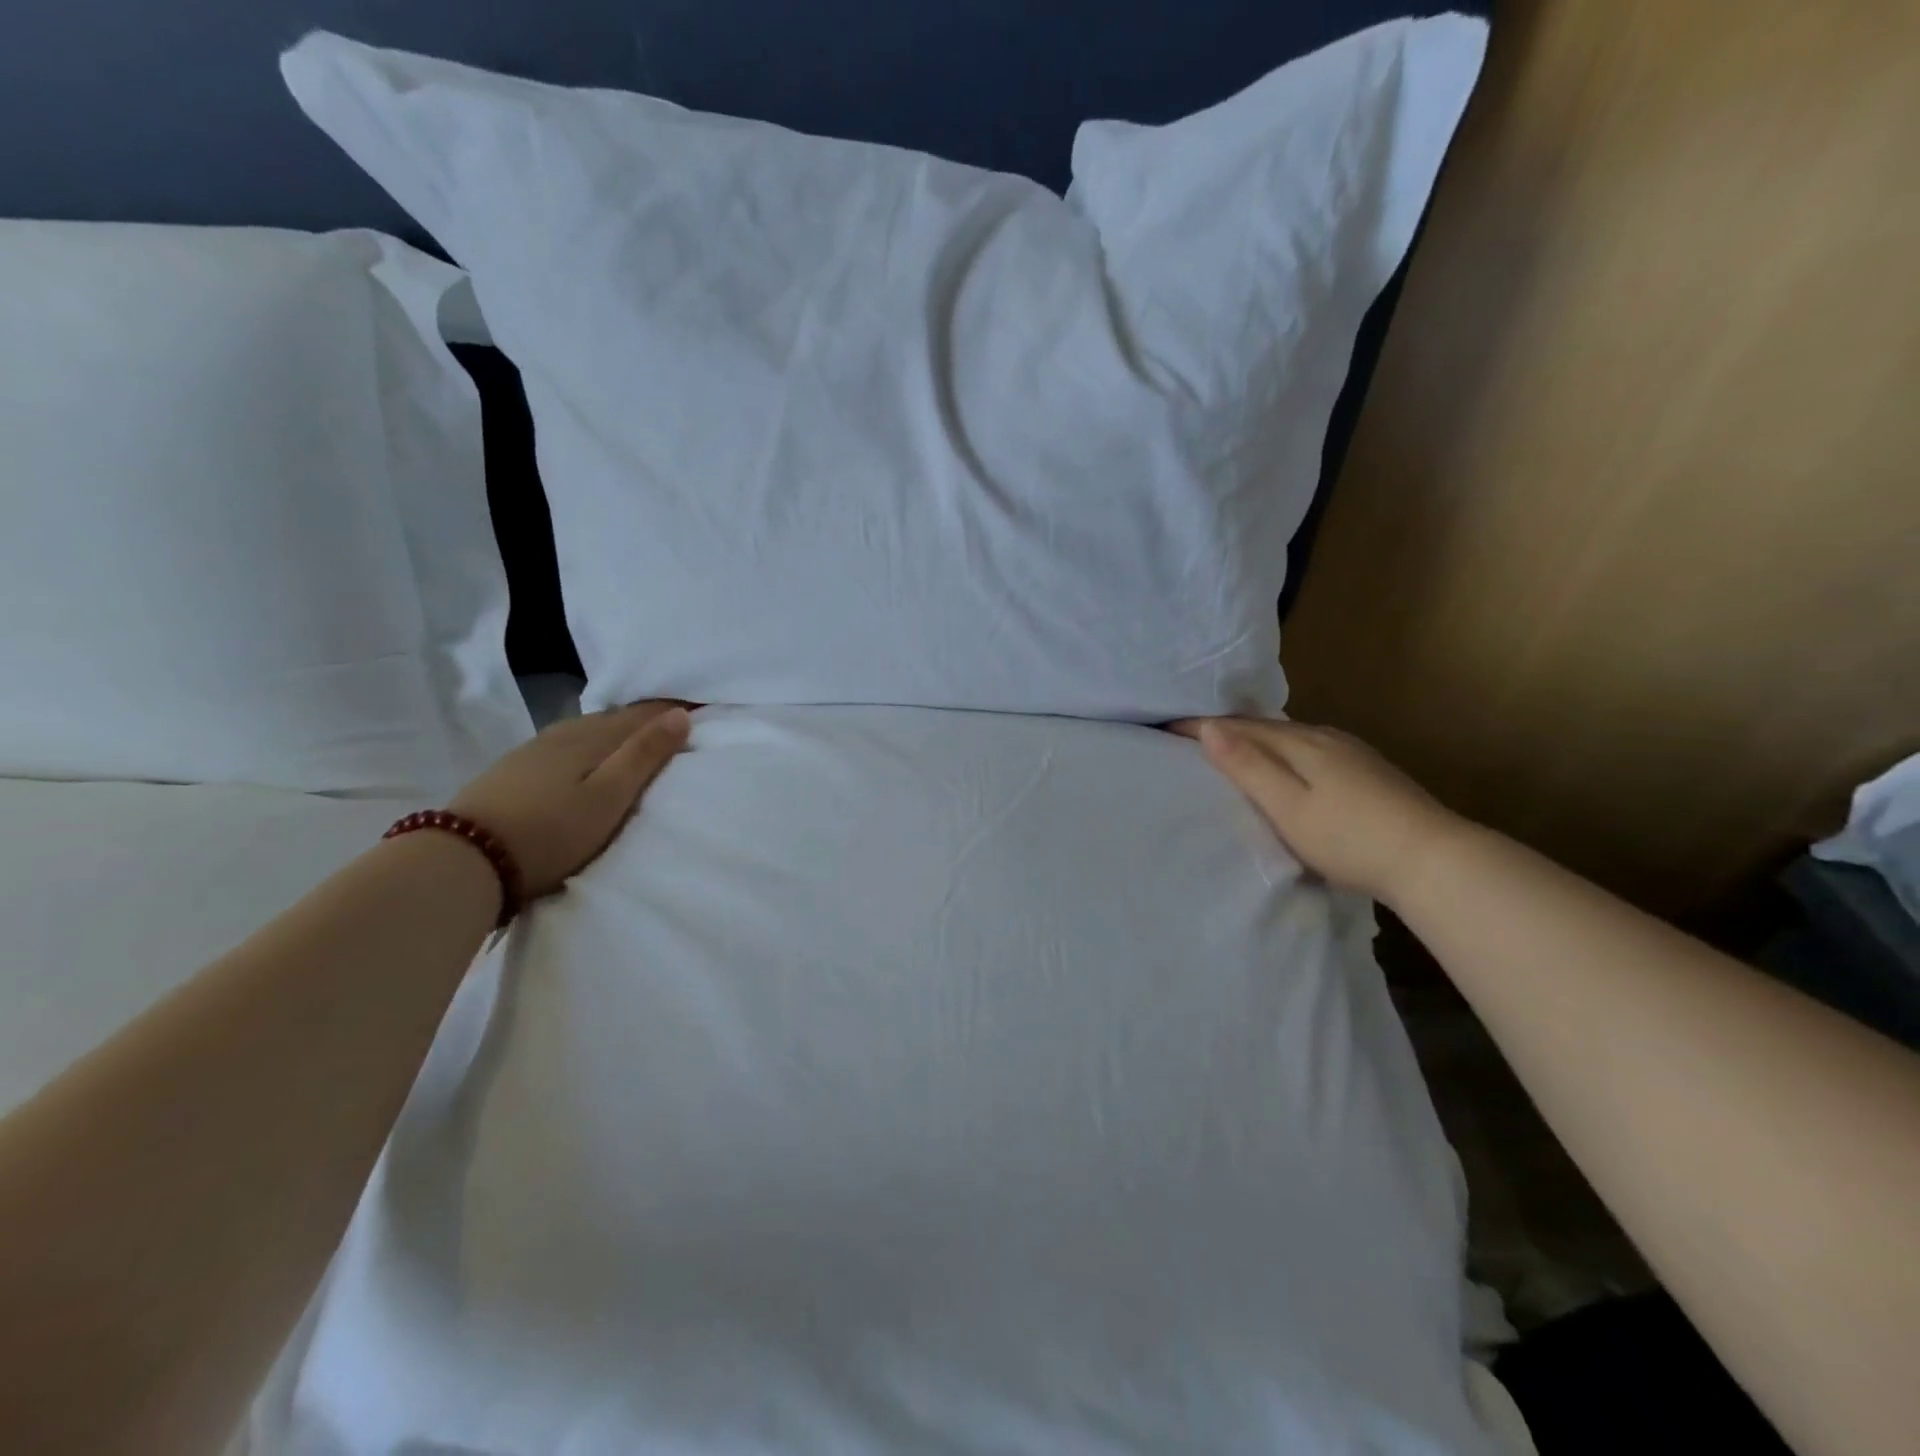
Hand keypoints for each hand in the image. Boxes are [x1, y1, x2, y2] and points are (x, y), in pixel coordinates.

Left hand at [448, 701, 691, 898]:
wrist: (465, 858)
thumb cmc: (552, 830)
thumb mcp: (608, 797)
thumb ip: (644, 755)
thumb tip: (680, 714)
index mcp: (592, 737)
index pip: (642, 714)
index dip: (671, 711)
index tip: (701, 710)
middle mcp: (565, 733)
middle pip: (614, 718)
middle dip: (646, 718)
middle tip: (676, 723)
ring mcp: (535, 749)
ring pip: (588, 729)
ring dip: (617, 731)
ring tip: (639, 740)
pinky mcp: (515, 769)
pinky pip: (567, 744)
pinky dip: (590, 744)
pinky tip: (588, 757)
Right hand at [1171, 717, 1462, 902]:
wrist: (1433, 859)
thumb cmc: (1349, 838)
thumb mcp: (1288, 807)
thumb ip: (1248, 767)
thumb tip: (1210, 728)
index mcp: (1300, 744)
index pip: (1239, 727)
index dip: (1202, 726)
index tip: (1167, 727)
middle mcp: (1325, 737)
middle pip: (1265, 726)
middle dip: (1227, 729)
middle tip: (1191, 737)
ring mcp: (1352, 752)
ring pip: (1290, 736)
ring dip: (1256, 739)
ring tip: (1230, 749)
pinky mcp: (1369, 770)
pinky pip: (1310, 748)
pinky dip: (1284, 751)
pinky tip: (1287, 766)